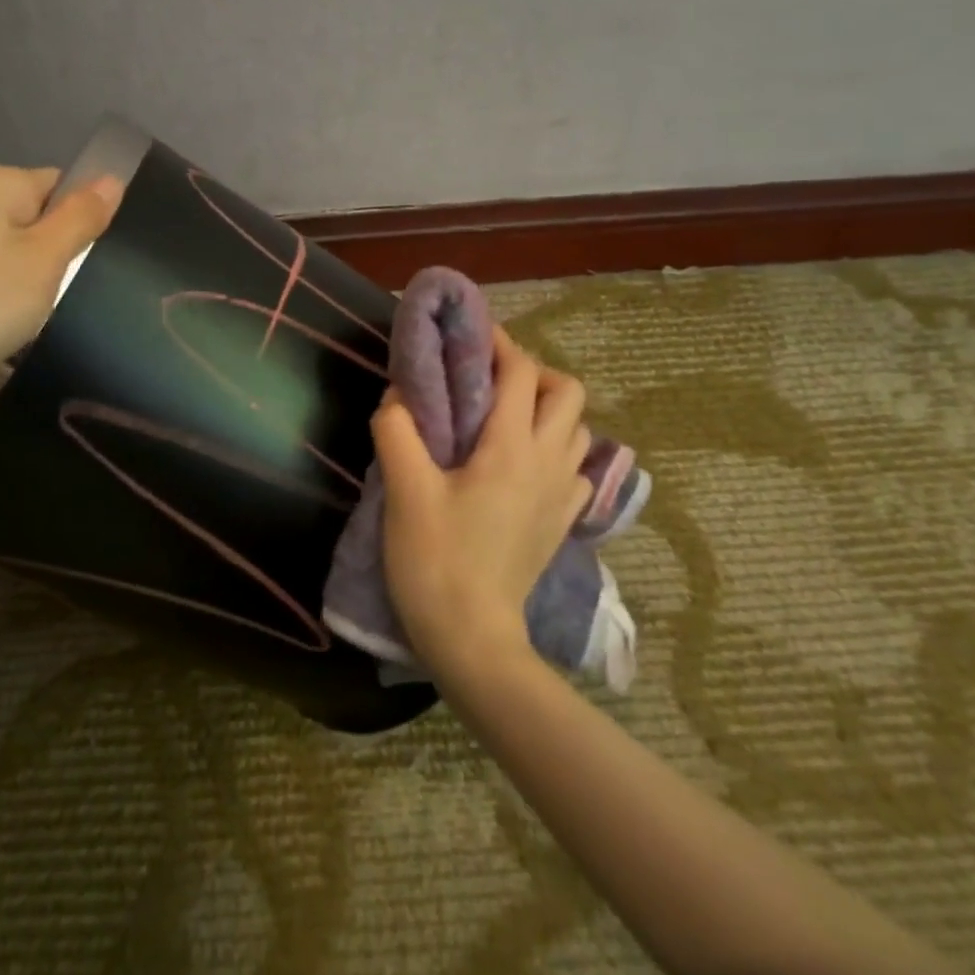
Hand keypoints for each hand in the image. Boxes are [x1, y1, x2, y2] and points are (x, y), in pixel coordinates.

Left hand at [0, 164, 122, 403]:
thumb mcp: (45, 258)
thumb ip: (81, 216)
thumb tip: (113, 178)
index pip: (65, 184)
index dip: (89, 216)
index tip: (104, 256)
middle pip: (43, 218)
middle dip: (66, 251)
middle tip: (87, 285)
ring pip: (23, 253)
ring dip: (43, 280)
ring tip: (57, 309)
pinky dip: (15, 299)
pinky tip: (21, 324)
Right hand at [372, 328, 592, 677]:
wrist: (473, 639)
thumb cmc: (435, 561)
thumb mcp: (405, 491)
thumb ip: (397, 431)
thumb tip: (399, 395)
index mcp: (510, 447)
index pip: (520, 372)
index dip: (498, 342)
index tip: (469, 335)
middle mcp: (548, 462)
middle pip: (566, 391)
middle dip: (531, 372)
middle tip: (488, 382)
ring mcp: (563, 494)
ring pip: (577, 427)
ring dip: (547, 409)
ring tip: (504, 418)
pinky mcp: (563, 522)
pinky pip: (576, 467)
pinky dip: (557, 449)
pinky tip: (524, 465)